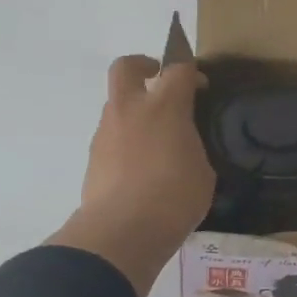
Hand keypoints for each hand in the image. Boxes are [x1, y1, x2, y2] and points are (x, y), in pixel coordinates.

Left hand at [47, 55, 214, 296]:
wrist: (122, 231)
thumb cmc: (174, 197)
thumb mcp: (202, 170)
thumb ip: (191, 146)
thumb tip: (181, 145)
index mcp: (164, 106)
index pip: (178, 69)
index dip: (191, 71)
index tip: (200, 85)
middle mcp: (130, 109)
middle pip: (127, 66)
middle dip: (143, 65)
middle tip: (159, 81)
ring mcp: (106, 132)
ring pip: (116, 104)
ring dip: (135, 110)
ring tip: (156, 140)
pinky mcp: (93, 157)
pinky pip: (112, 137)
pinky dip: (126, 141)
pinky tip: (141, 168)